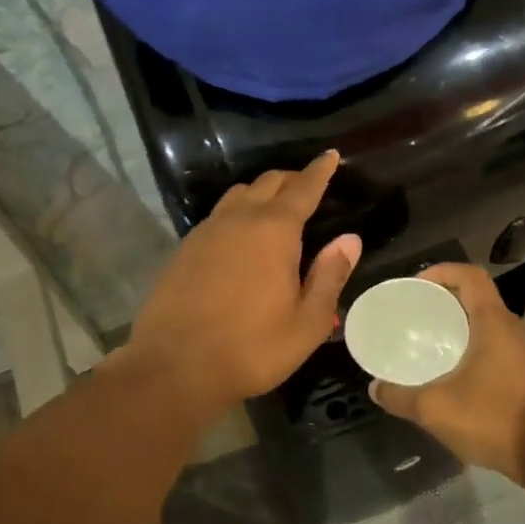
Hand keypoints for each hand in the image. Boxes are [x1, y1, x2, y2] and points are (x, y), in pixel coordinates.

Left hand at [122, 150, 360, 414]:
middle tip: (308, 185)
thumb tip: (350, 239)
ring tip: (275, 208)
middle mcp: (238, 219)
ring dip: (260, 193)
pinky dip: (237, 214)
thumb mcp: (307, 322)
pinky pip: (217, 217)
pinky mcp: (184, 249)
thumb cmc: (252, 348)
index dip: (320, 170)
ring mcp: (206, 232)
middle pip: (268, 183)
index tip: (330, 155)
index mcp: (274, 231)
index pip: (303, 188)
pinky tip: (240, 237)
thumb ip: (330, 275)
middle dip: (291, 179)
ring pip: (238, 195)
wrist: (174, 368)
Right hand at [368, 263, 524, 481]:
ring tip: (430, 342)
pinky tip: (453, 374)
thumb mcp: (435, 409)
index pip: (470, 276)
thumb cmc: (493, 419)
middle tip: (416, 315)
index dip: (442, 271)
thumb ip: (400, 397)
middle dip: (446, 300)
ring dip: (460, 326)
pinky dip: (473, 348)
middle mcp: (513, 329)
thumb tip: (375, 389)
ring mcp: (524, 353)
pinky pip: (496, 347)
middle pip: (478, 298)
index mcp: (494, 322)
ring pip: (488, 324)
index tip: (416, 285)